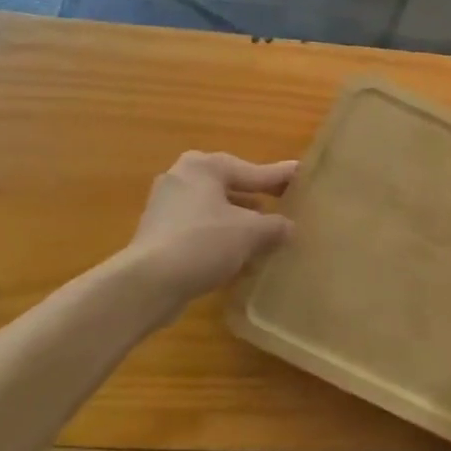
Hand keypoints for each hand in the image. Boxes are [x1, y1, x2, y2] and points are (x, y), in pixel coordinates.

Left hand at [118, 151, 296, 309]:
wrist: (147, 284)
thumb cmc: (203, 243)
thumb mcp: (251, 232)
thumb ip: (276, 225)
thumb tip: (289, 227)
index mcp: (204, 166)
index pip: (254, 171)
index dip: (281, 177)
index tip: (303, 175)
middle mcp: (182, 178)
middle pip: (232, 187)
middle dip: (258, 200)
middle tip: (286, 205)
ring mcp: (166, 206)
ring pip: (215, 210)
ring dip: (240, 222)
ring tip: (267, 235)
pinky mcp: (158, 234)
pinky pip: (200, 229)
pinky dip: (220, 237)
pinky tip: (239, 255)